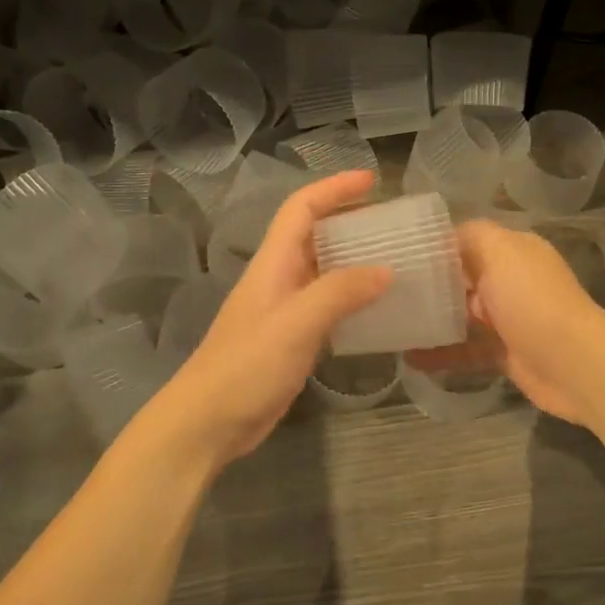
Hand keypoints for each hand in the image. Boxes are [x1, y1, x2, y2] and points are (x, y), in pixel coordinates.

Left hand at [146, 170, 388, 469]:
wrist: (208, 422)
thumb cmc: (246, 366)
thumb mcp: (296, 323)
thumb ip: (340, 292)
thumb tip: (387, 270)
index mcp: (272, 263)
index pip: (301, 208)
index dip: (334, 188)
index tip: (372, 181)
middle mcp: (279, 278)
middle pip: (314, 235)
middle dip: (350, 221)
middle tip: (394, 224)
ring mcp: (285, 310)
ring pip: (324, 271)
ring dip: (355, 260)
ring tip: (397, 260)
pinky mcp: (292, 339)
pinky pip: (328, 306)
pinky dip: (353, 299)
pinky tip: (379, 310)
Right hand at [408, 220, 604, 425]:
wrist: (573, 364)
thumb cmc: (532, 300)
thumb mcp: (501, 251)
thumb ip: (472, 236)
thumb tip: (444, 236)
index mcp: (513, 251)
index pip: (467, 240)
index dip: (435, 247)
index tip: (397, 256)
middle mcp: (511, 281)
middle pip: (462, 278)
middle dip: (428, 285)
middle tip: (386, 292)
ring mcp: (509, 319)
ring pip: (462, 316)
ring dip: (432, 321)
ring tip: (392, 325)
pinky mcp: (505, 354)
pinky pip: (467, 350)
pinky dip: (442, 354)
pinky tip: (411, 359)